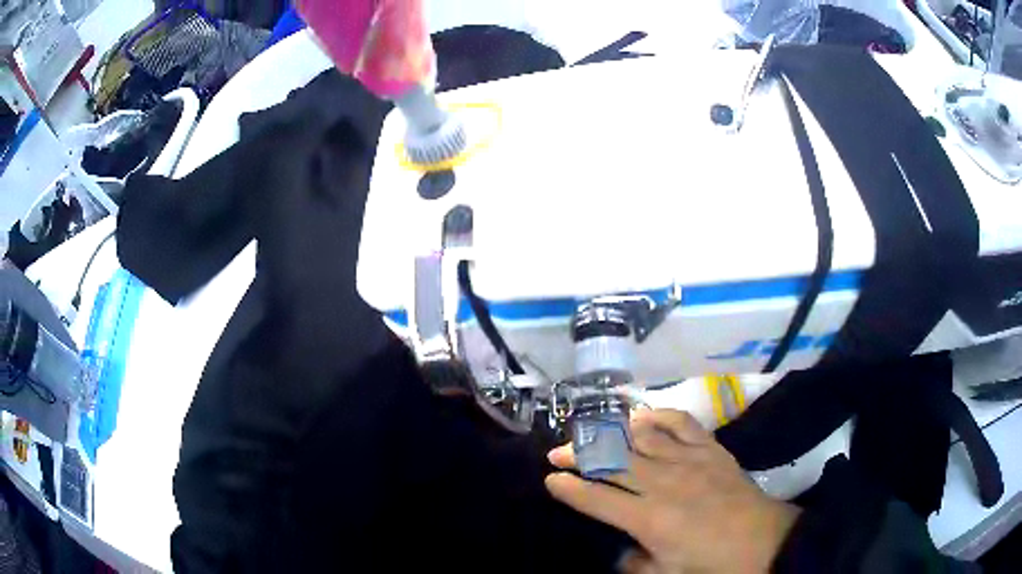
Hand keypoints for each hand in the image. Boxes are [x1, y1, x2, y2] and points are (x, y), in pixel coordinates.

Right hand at [545, 409, 799, 573]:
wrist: (765, 541)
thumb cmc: (713, 564)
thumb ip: (635, 564)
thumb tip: (619, 551)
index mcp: (649, 519)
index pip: (597, 499)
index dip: (569, 488)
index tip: (550, 479)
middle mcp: (663, 484)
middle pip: (612, 460)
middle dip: (579, 453)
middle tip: (558, 451)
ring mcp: (689, 461)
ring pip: (641, 436)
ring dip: (612, 432)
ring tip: (593, 431)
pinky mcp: (711, 449)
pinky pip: (681, 423)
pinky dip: (659, 415)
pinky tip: (643, 417)